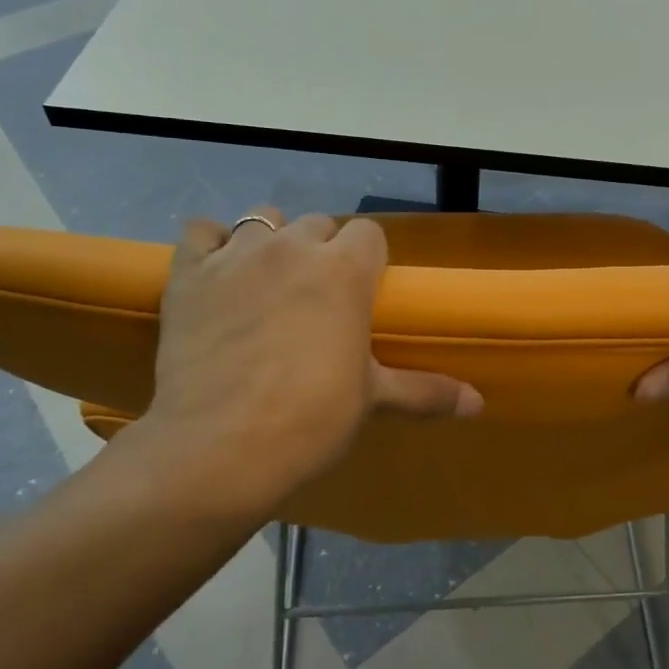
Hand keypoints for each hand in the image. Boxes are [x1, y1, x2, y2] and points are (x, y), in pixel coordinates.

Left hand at [102, 210, 480, 524]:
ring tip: (267, 282)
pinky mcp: (189, 273)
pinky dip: (210, 245)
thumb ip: (426, 392)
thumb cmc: (310, 420)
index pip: (368, 233)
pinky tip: (216, 273)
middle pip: (317, 224)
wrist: (220, 448)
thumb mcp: (372, 400)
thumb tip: (480, 404)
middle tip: (315, 298)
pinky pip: (200, 232)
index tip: (361, 292)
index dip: (367, 259)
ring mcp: (236, 256)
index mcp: (344, 270)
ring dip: (270, 242)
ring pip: (261, 220)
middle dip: (321, 251)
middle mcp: (292, 247)